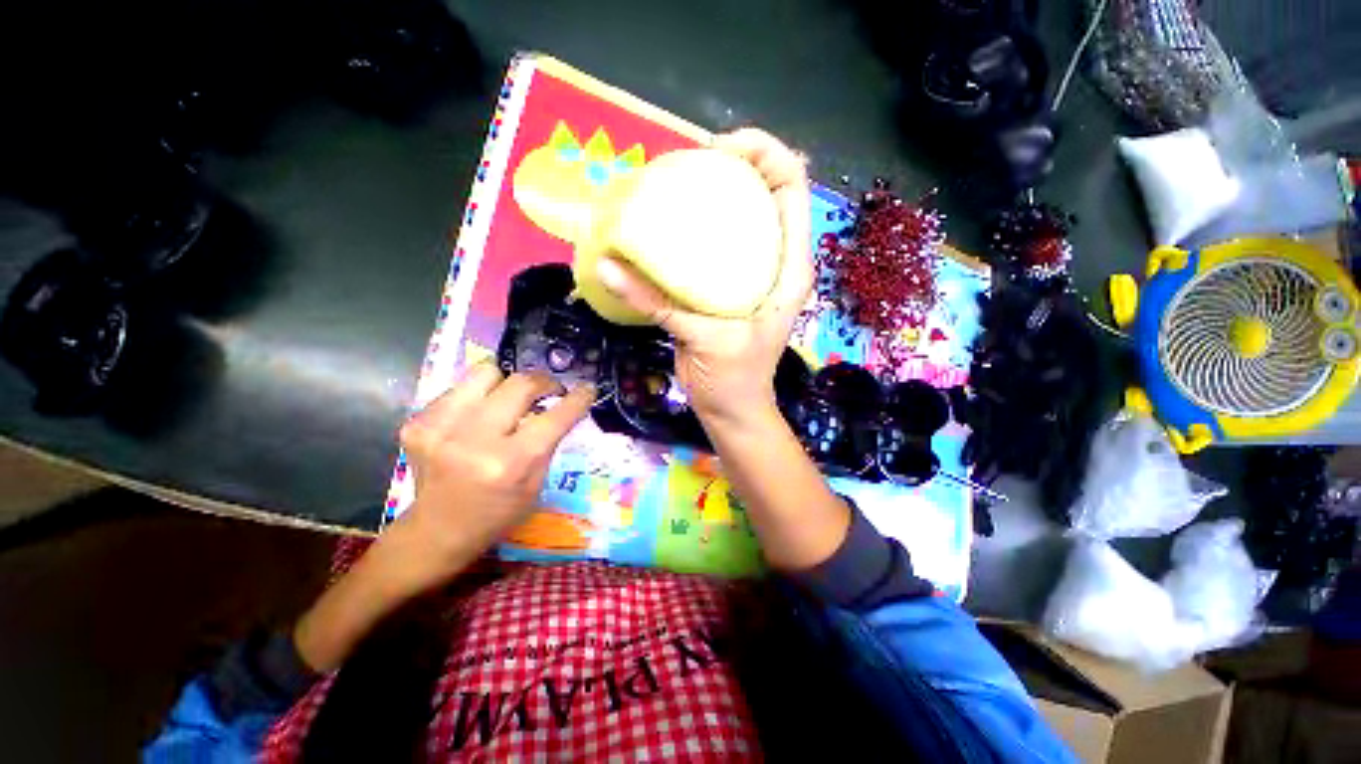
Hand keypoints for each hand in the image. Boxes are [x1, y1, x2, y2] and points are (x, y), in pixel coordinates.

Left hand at [390, 362, 594, 587]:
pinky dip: (478, 397)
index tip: (587, 388)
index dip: (577, 398)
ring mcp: (439, 427)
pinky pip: (460, 388)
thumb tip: (561, 405)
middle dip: (544, 382)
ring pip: (487, 372)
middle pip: (521, 383)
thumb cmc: (497, 512)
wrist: (436, 531)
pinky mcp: (418, 421)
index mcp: (510, 463)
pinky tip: (477, 418)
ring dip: (507, 383)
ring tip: (509, 400)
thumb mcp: (536, 484)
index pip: (554, 417)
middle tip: (550, 391)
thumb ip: (548, 441)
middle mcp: (473, 439)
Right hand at [595, 128, 812, 428]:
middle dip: (735, 167)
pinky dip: (692, 232)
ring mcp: (747, 274)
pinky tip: (665, 228)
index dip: (766, 155)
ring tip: (675, 185)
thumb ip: (659, 303)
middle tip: (690, 164)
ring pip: (737, 219)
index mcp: (788, 268)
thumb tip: (606, 266)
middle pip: (765, 194)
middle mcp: (773, 263)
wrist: (730, 409)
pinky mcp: (722, 288)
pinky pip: (710, 248)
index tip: (719, 151)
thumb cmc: (734, 380)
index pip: (792, 189)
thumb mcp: (705, 339)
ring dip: (713, 197)